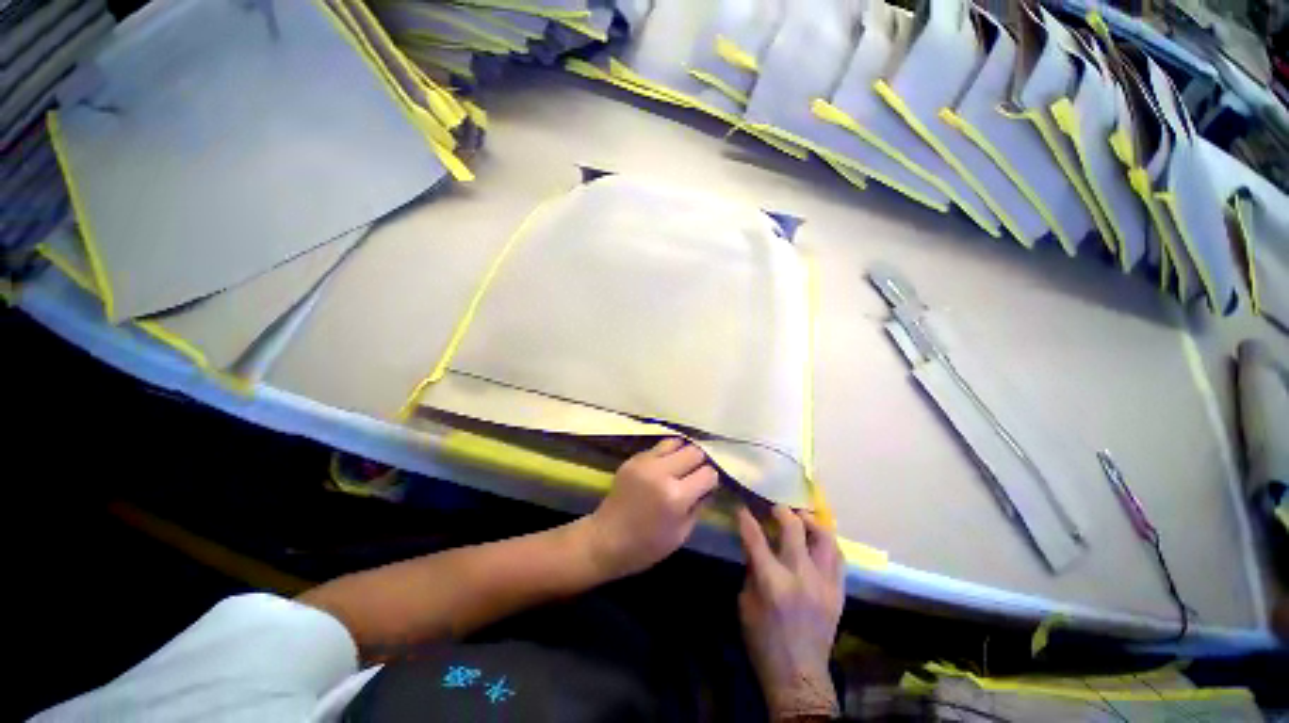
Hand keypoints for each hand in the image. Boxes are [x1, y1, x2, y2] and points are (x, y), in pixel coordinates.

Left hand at [582, 438, 719, 578]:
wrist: (606, 539)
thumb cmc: (647, 545)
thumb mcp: (682, 533)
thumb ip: (699, 505)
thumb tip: (709, 486)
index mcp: (676, 497)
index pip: (708, 473)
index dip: (711, 480)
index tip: (707, 486)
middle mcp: (662, 473)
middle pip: (695, 451)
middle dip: (699, 463)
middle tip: (694, 475)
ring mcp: (645, 462)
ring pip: (676, 442)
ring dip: (682, 453)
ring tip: (679, 467)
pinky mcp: (633, 458)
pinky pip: (658, 447)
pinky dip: (665, 454)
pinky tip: (662, 468)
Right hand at [737, 506, 843, 720]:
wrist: (799, 677)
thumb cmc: (763, 641)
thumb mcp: (745, 603)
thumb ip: (752, 568)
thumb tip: (754, 543)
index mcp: (771, 581)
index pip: (755, 537)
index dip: (746, 518)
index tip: (743, 507)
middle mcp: (800, 576)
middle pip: (794, 528)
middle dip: (781, 511)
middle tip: (775, 508)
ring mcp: (824, 583)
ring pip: (825, 537)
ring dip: (811, 522)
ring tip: (801, 519)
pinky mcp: (838, 592)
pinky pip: (838, 557)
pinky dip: (826, 543)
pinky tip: (817, 542)